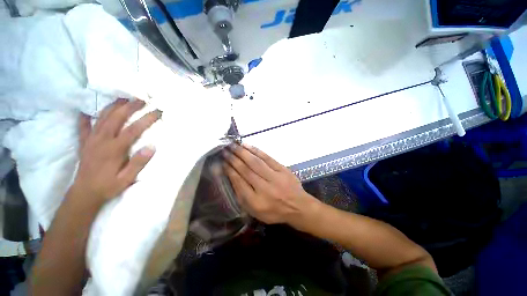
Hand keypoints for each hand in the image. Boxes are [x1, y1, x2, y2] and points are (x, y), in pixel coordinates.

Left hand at [74, 99, 160, 204]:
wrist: (84, 193)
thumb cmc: (108, 186)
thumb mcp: (127, 178)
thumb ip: (138, 162)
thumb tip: (152, 147)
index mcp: (114, 149)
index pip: (133, 129)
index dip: (146, 119)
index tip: (157, 111)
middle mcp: (101, 140)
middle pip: (116, 118)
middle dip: (129, 106)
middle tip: (140, 99)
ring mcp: (91, 140)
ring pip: (101, 117)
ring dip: (112, 106)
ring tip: (122, 99)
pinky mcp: (84, 143)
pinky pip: (83, 126)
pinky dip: (85, 117)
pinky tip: (86, 111)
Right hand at [223, 144, 317, 224]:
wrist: (297, 206)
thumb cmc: (274, 211)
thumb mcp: (256, 211)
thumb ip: (243, 196)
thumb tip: (232, 178)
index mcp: (256, 202)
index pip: (239, 183)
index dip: (230, 171)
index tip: (222, 163)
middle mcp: (264, 188)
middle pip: (246, 171)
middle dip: (234, 159)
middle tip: (224, 151)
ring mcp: (275, 177)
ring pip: (255, 162)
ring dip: (243, 153)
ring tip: (233, 146)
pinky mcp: (282, 169)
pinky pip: (267, 158)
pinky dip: (256, 151)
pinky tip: (248, 145)